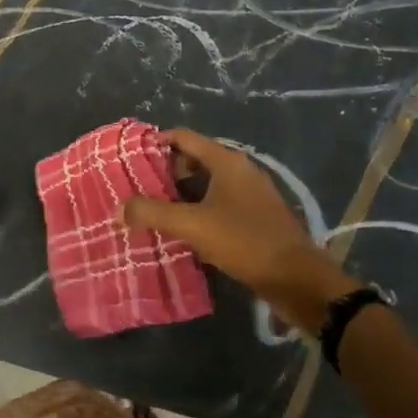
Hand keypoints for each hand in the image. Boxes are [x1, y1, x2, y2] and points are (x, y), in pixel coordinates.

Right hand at [123, 128, 359, 311]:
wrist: (297, 280)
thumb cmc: (245, 241)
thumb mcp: (193, 225)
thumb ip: (153, 213)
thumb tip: (119, 208)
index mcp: (227, 161)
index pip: (184, 137)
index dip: (156, 142)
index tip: (131, 156)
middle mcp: (240, 171)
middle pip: (195, 159)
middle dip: (166, 172)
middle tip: (139, 188)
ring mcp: (251, 195)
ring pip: (207, 184)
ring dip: (181, 194)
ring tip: (154, 210)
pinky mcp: (256, 218)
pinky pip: (219, 204)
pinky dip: (198, 210)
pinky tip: (183, 231)